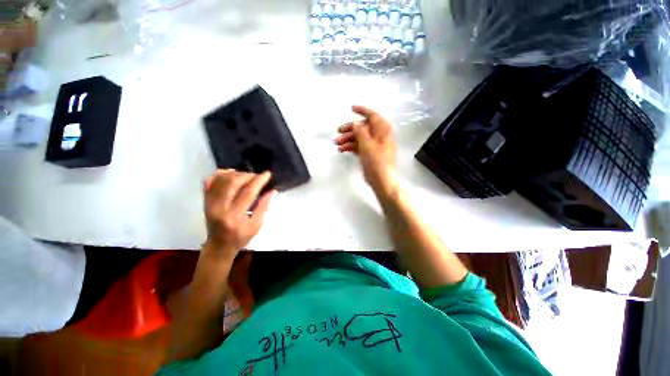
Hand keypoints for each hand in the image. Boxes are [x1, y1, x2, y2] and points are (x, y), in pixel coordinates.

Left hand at [203, 170, 274, 260]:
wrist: (218, 245)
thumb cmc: (240, 237)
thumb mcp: (256, 225)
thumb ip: (263, 206)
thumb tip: (272, 190)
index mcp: (234, 216)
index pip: (247, 193)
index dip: (258, 181)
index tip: (267, 174)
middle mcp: (219, 208)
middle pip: (232, 183)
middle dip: (247, 175)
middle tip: (257, 176)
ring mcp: (209, 203)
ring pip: (221, 180)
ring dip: (236, 174)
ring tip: (247, 176)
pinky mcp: (205, 201)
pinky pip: (209, 182)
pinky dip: (220, 174)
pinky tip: (231, 173)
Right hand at [335, 105, 398, 199]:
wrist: (382, 181)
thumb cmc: (376, 161)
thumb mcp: (367, 144)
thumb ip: (360, 131)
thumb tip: (355, 122)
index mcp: (383, 130)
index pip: (373, 116)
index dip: (362, 110)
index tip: (351, 108)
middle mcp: (379, 136)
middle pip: (363, 128)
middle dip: (350, 129)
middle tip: (338, 131)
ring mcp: (374, 146)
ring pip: (360, 138)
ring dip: (348, 139)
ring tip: (337, 143)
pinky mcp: (370, 154)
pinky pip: (359, 147)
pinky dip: (351, 147)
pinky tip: (342, 149)